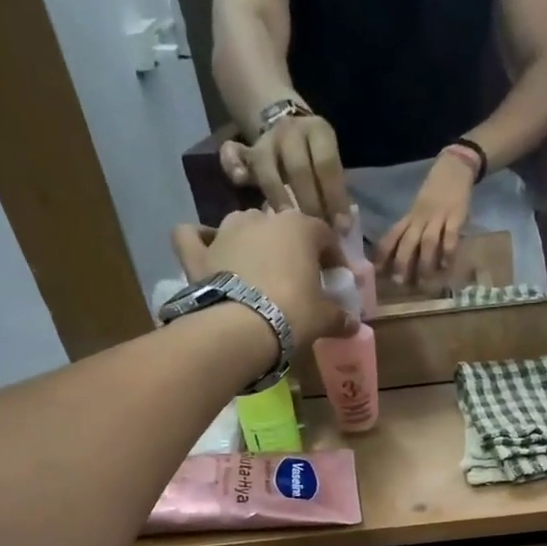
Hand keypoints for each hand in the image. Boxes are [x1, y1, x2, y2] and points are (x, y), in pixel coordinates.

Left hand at [171, 209, 353, 349]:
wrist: (241, 326)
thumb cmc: (293, 313)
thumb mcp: (324, 318)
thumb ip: (340, 317)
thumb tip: (354, 324)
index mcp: (299, 227)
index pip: (324, 235)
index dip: (333, 257)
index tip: (335, 279)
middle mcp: (261, 218)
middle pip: (282, 228)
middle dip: (290, 249)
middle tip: (296, 279)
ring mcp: (226, 231)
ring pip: (242, 225)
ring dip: (251, 241)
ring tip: (257, 270)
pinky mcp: (198, 251)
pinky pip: (192, 236)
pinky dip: (199, 240)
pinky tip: (207, 251)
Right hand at [221, 114, 350, 225]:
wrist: (286, 124)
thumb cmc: (315, 159)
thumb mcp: (329, 165)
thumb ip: (334, 191)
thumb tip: (342, 228)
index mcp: (319, 131)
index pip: (327, 164)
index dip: (334, 197)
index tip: (340, 228)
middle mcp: (291, 131)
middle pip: (298, 168)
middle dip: (309, 203)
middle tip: (314, 231)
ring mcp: (265, 139)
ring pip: (267, 167)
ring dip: (278, 196)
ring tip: (286, 224)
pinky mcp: (245, 150)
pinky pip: (233, 154)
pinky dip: (233, 166)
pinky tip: (241, 181)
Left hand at [377, 153, 475, 288]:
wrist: (455, 167)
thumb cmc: (435, 192)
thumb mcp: (419, 208)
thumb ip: (411, 228)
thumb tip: (399, 256)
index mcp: (410, 216)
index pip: (392, 235)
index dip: (382, 252)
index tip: (375, 270)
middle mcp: (420, 217)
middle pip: (407, 241)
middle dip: (401, 262)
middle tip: (398, 282)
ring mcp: (438, 216)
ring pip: (427, 241)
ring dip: (424, 262)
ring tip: (424, 281)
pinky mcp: (456, 215)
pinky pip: (450, 235)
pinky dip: (447, 251)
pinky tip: (445, 265)